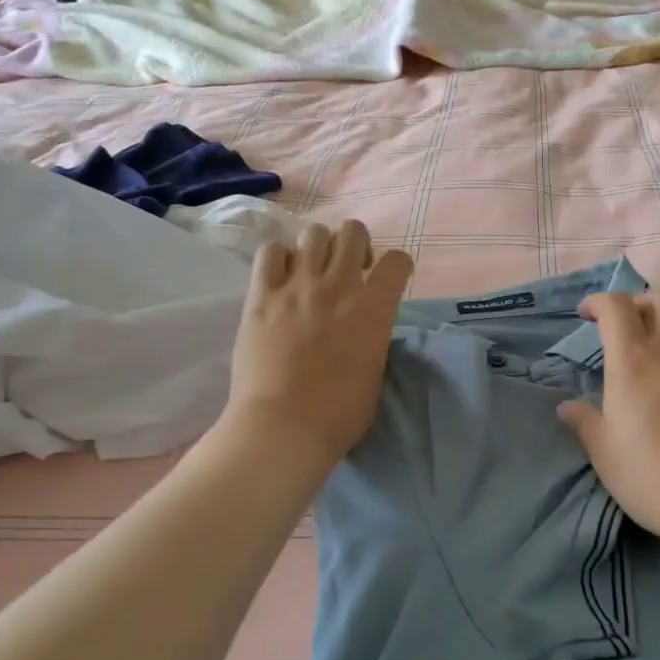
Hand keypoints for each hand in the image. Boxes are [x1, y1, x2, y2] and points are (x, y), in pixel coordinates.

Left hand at [220, 220, 413, 473]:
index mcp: (374, 308)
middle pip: (353, 232)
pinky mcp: (261, 296)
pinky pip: (270, 252)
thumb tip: (366, 325)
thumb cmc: (339, 414)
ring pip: (314, 234)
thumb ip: (374, 336)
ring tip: (313, 271)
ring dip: (320, 247)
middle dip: (357, 246)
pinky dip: (279, 258)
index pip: (397, 261)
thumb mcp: (376, 372)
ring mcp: (297, 286)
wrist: (282, 428)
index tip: (389, 279)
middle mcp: (338, 286)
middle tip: (350, 271)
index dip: (397, 266)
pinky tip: (281, 277)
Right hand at [556, 287, 659, 543]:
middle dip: (640, 301)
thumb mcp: (604, 451)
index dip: (598, 301)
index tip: (586, 316)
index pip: (615, 305)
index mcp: (633, 359)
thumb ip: (584, 422)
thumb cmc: (652, 473)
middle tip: (625, 327)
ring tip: (652, 362)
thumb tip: (567, 407)